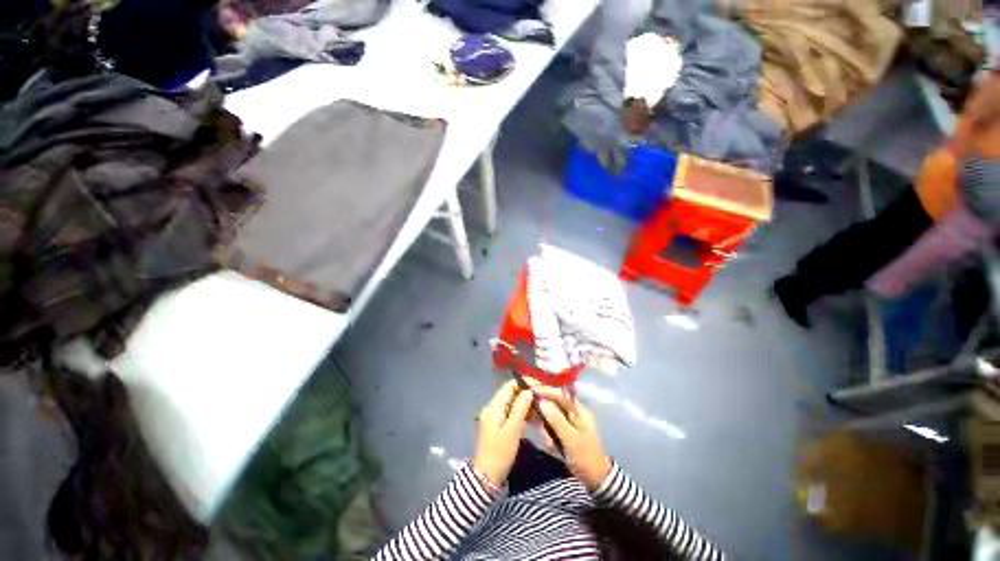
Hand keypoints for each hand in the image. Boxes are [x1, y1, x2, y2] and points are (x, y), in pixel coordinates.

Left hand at [473, 381, 533, 486]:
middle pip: (510, 394)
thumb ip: (520, 408)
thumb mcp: (513, 430)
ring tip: (541, 407)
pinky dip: (520, 413)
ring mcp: (494, 417)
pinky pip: (510, 413)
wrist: (487, 476)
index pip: (509, 386)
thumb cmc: (500, 452)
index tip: (538, 385)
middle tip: (542, 396)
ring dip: (524, 404)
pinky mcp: (497, 425)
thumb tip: (529, 391)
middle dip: (525, 393)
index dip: (523, 383)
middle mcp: (492, 408)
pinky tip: (533, 417)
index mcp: (493, 407)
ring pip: (511, 404)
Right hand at [535, 388, 611, 490]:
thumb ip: (556, 420)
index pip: (560, 394)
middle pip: (552, 404)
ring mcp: (567, 422)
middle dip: (544, 415)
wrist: (596, 479)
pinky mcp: (563, 432)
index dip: (545, 390)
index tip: (531, 390)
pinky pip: (551, 429)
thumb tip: (542, 402)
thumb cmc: (586, 457)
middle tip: (536, 422)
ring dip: (547, 430)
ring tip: (551, 444)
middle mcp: (572, 413)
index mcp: (578, 410)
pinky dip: (549, 437)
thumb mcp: (571, 439)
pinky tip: (552, 447)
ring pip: (549, 418)